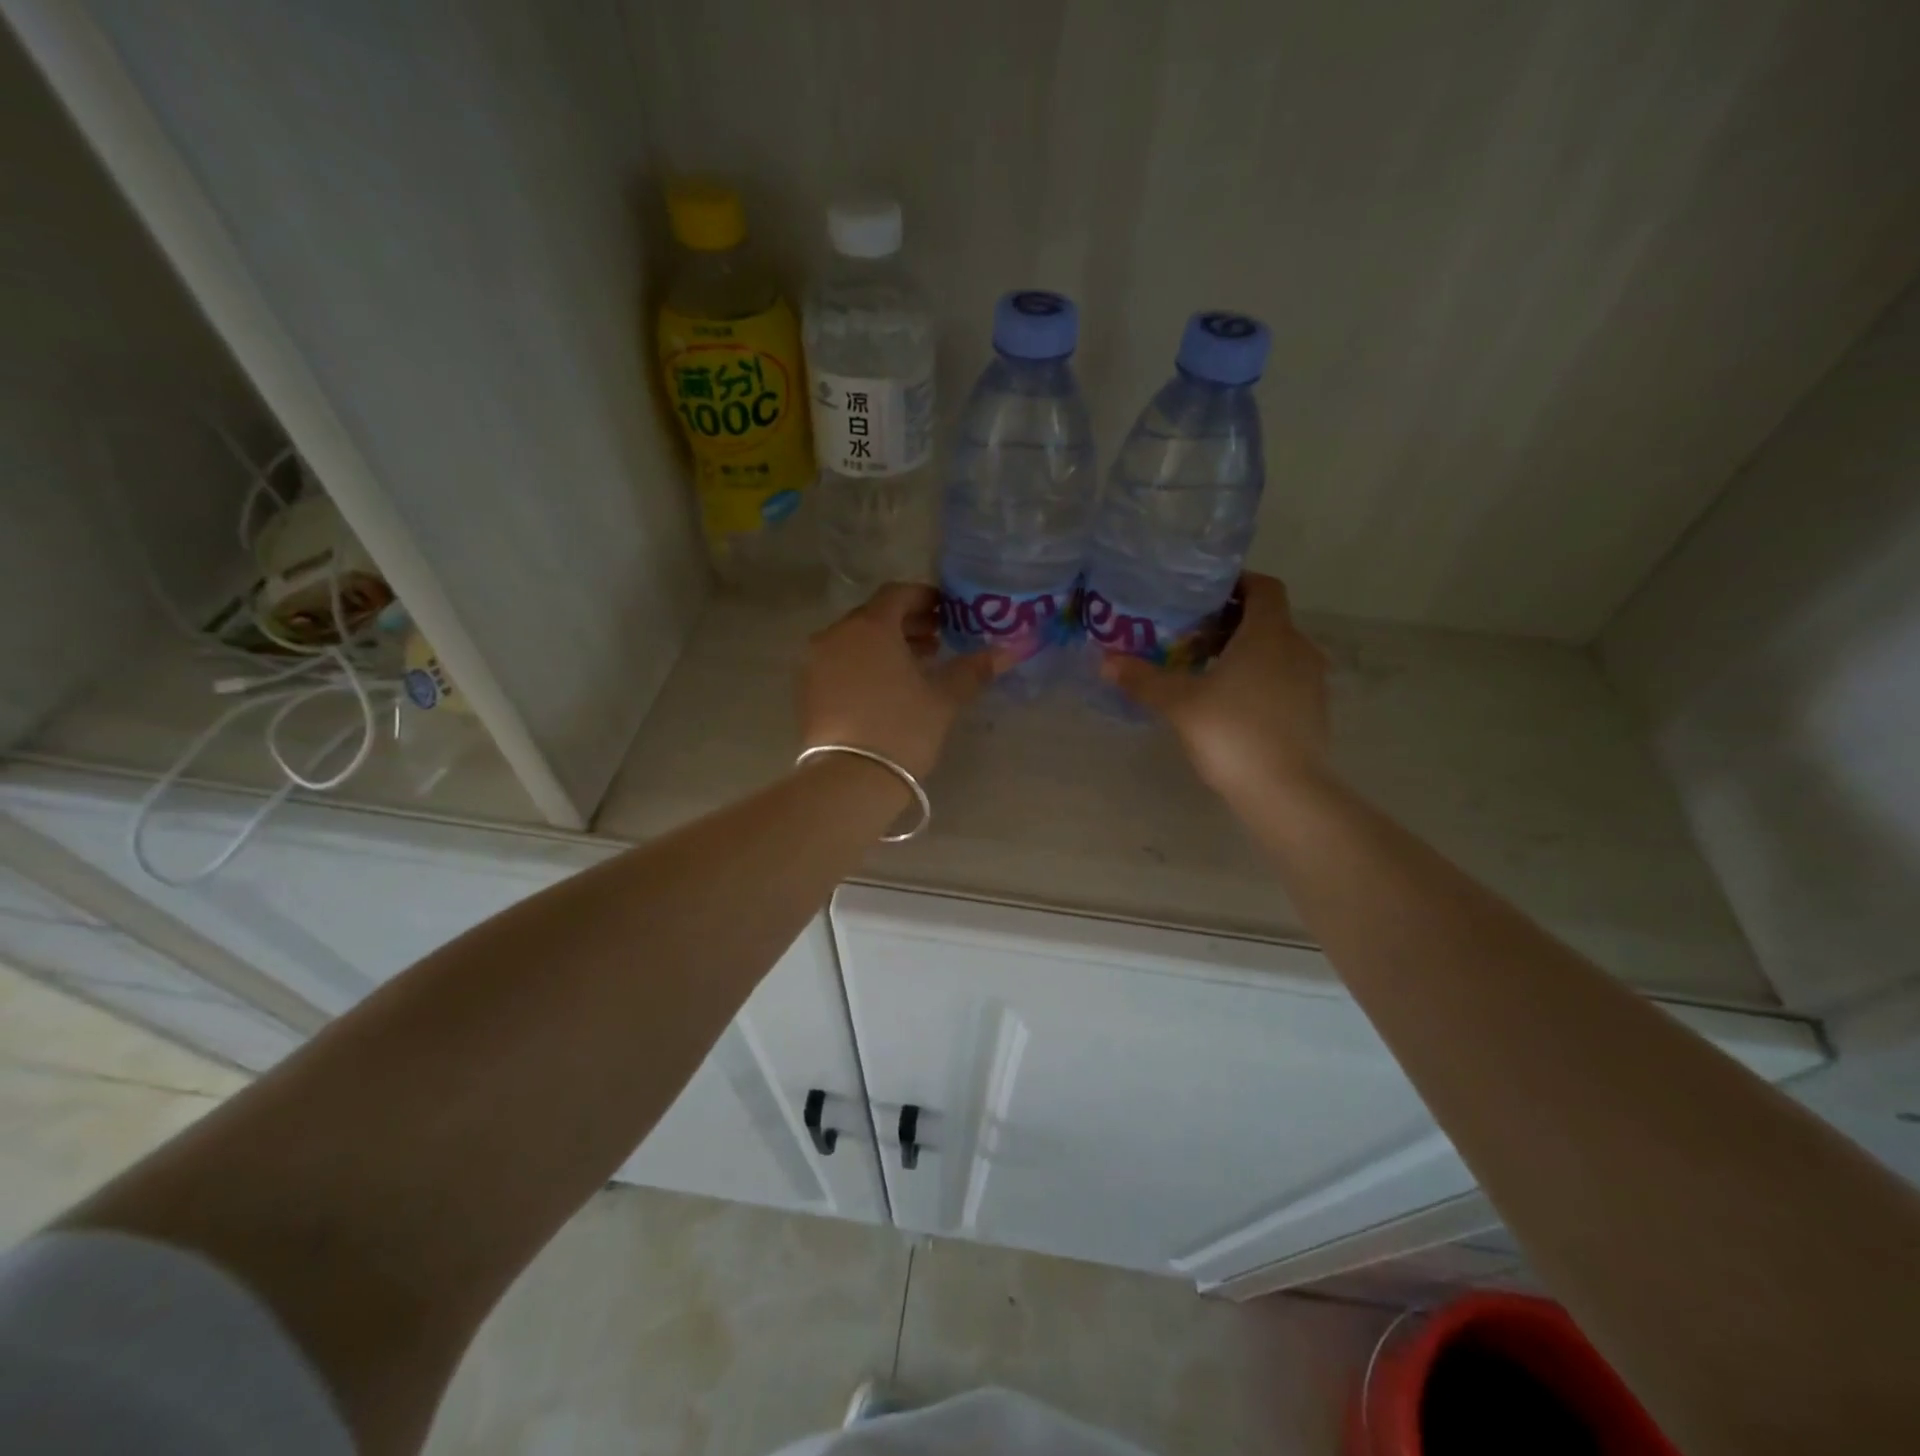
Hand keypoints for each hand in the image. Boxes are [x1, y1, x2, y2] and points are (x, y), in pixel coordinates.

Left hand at [799, 583, 996, 780]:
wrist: (848, 780)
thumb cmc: (901, 729)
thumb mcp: (943, 699)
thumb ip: (973, 669)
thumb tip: (1010, 650)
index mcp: (870, 626)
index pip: (898, 593)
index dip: (925, 598)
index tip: (947, 611)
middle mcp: (835, 634)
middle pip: (874, 616)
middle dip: (907, 623)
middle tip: (937, 640)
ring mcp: (815, 662)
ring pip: (855, 641)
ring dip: (885, 645)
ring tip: (917, 666)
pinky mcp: (806, 690)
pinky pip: (839, 662)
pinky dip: (863, 664)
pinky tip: (886, 688)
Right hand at [1101, 573, 1331, 801]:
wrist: (1286, 792)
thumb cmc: (1232, 733)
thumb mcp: (1180, 704)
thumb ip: (1144, 679)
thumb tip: (1106, 661)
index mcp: (1270, 634)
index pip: (1264, 588)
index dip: (1237, 583)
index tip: (1204, 594)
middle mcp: (1298, 648)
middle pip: (1267, 619)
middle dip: (1231, 622)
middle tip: (1191, 634)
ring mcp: (1311, 681)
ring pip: (1277, 651)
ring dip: (1245, 652)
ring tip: (1206, 669)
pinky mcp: (1313, 711)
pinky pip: (1284, 679)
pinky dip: (1259, 678)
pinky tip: (1230, 703)